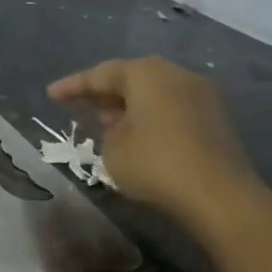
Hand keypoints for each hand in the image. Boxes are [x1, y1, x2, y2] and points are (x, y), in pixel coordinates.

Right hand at [47, 57, 258, 223]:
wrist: (221, 197)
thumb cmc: (156, 164)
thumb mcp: (112, 149)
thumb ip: (107, 130)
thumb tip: (121, 125)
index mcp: (145, 73)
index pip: (99, 74)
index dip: (72, 86)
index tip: (50, 95)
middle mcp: (175, 74)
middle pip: (130, 78)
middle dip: (104, 93)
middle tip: (79, 106)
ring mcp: (201, 95)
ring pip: (153, 93)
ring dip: (129, 106)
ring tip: (106, 123)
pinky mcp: (216, 119)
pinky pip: (172, 108)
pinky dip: (151, 117)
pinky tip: (138, 135)